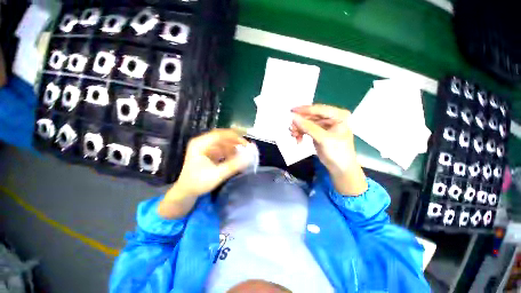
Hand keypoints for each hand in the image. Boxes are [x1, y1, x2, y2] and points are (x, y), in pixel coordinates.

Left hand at [159, 129, 248, 218]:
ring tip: (245, 152)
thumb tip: (249, 158)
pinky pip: (224, 149)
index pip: (219, 134)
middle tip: (248, 147)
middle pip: (223, 137)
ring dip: (235, 147)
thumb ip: (233, 166)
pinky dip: (231, 153)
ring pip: (225, 143)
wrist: (187, 191)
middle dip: (236, 141)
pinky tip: (238, 157)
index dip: (234, 136)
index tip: (246, 141)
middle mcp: (203, 143)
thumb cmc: (197, 183)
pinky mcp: (211, 153)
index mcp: (200, 144)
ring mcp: (207, 147)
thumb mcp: (216, 175)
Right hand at [291, 104, 366, 194]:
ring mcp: (324, 125)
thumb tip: (293, 117)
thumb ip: (308, 127)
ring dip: (299, 129)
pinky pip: (306, 129)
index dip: (304, 110)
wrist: (340, 168)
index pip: (319, 109)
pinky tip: (298, 140)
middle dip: (300, 122)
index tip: (291, 111)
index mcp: (338, 115)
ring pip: (307, 123)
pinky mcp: (318, 132)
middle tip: (291, 128)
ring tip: (293, 135)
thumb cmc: (337, 152)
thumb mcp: (323, 139)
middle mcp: (331, 118)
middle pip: (311, 116)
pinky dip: (301, 133)